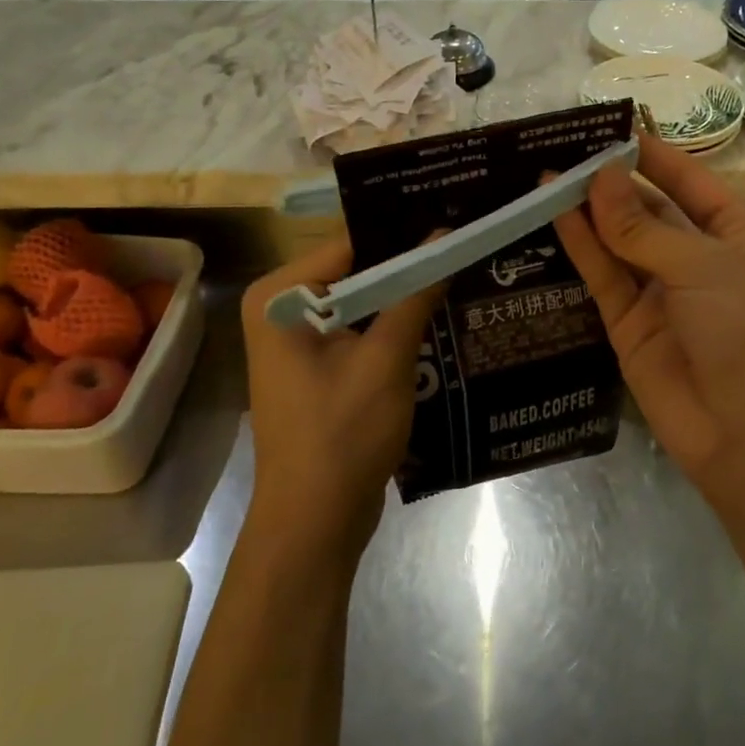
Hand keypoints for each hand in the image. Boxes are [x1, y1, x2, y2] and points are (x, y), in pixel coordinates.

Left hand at [241, 239, 439, 549]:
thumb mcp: (385, 359)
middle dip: (407, 265)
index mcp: (280, 296)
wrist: (314, 523)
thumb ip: (414, 293)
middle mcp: (280, 308)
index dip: (403, 234)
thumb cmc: (342, 434)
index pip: (350, 243)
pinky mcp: (315, 366)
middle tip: (464, 247)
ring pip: (361, 301)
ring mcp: (296, 340)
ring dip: (404, 296)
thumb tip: (445, 238)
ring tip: (461, 273)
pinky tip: (438, 317)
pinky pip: (358, 329)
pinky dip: (392, 326)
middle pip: (355, 270)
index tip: (454, 222)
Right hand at [552, 135, 744, 485]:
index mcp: (733, 233)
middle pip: (646, 209)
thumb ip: (643, 227)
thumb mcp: (702, 267)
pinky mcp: (627, 324)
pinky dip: (580, 247)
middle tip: (563, 148)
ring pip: (617, 241)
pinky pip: (602, 277)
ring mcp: (659, 291)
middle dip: (610, 181)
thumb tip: (601, 176)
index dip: (651, 153)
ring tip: (547, 175)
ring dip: (588, 211)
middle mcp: (695, 256)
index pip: (686, 180)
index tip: (609, 126)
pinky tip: (555, 214)